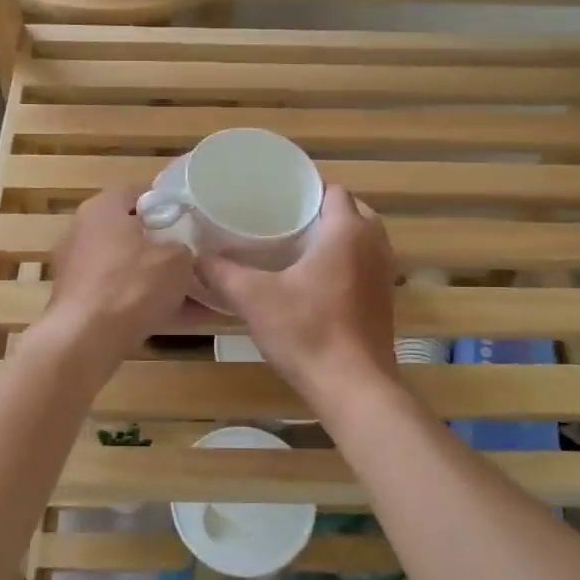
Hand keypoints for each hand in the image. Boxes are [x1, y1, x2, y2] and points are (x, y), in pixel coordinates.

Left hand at [41, 188, 196, 364]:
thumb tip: (182, 252)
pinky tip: (179, 319)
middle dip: (165, 246)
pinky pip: (120, 294)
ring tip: (196, 295)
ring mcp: (77, 267)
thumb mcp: (177, 260)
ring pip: (129, 267)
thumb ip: (184, 247)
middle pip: (133, 231)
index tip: (193, 220)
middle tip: (195, 257)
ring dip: (159, 279)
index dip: (170, 204)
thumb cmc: (132, 285)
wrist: (85, 340)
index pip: (140, 192)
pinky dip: (145, 302)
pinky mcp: (78, 299)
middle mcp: (83, 230)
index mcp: (103, 207)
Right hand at [198, 185, 398, 404]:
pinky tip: (315, 282)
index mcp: (347, 231)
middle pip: (352, 212)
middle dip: (322, 213)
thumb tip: (195, 257)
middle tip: (284, 222)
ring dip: (337, 238)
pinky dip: (346, 264)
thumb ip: (222, 273)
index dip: (306, 190)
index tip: (276, 199)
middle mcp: (374, 245)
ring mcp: (384, 275)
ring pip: (362, 240)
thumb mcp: (254, 299)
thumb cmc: (307, 332)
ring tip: (297, 248)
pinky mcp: (384, 302)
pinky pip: (366, 266)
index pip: (333, 191)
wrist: (353, 388)